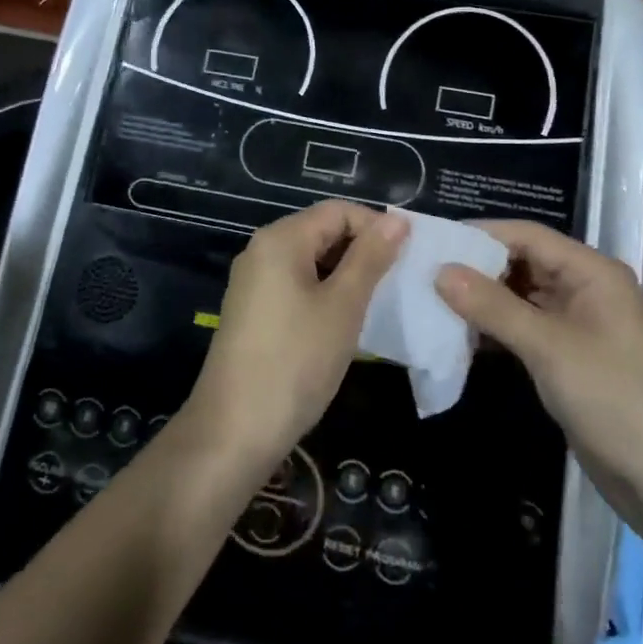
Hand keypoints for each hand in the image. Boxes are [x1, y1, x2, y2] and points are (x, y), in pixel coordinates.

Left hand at [187, 201, 407, 466]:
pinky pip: (296, 284)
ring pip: (311, 260)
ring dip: (346, 274)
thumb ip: (370, 258)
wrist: (233, 432)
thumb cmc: (295, 362)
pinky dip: (324, 293)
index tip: (409, 257)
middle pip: (322, 231)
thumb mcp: (343, 307)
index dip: (376, 226)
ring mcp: (254, 282)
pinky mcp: (253, 310)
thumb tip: (397, 219)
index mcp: (281, 239)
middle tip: (398, 282)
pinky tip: (345, 322)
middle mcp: (262, 250)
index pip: (338, 211)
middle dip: (362, 250)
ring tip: (378, 302)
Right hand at [436, 221, 642, 520]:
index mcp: (592, 272)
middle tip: (424, 272)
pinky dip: (496, 329)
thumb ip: (493, 307)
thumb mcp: (549, 348)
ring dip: (483, 300)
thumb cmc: (613, 400)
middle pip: (523, 262)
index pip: (528, 235)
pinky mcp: (568, 356)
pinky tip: (461, 336)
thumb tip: (440, 271)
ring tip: (433, 301)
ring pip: (520, 296)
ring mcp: (577, 324)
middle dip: (477, 267)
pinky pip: (525, 328)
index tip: (434, 241)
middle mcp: (585, 288)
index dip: (481, 234)